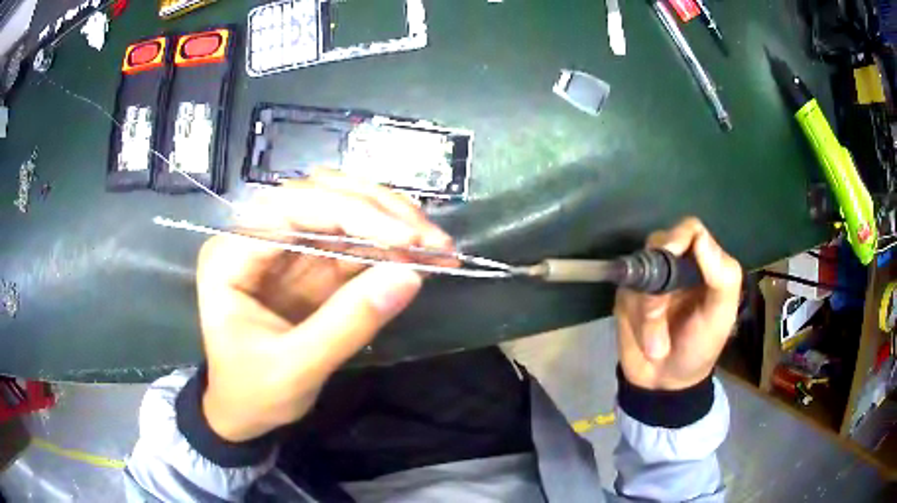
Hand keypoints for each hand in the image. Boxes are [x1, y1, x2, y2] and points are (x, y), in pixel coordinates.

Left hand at [197, 171, 453, 441]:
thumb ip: (349, 323)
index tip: (408, 238)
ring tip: (435, 245)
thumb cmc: (251, 394)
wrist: (239, 411)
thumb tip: (411, 275)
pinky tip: (418, 255)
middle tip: (434, 240)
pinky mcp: (306, 261)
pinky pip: (350, 238)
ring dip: (390, 220)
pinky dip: (387, 243)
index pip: (293, 207)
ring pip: (340, 207)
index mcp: (232, 255)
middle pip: (319, 195)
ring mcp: (283, 246)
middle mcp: (255, 236)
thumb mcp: (296, 370)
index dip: (354, 213)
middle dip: (380, 211)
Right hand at [614, 217, 741, 390]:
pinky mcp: (627, 295)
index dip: (678, 236)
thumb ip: (722, 277)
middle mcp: (676, 264)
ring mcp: (650, 279)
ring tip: (656, 345)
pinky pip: (624, 293)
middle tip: (661, 318)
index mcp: (703, 264)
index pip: (689, 230)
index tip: (670, 254)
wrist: (665, 383)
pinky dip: (636, 321)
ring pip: (639, 274)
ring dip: (646, 314)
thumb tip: (700, 237)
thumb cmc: (701, 347)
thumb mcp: (721, 315)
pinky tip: (645, 340)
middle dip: (659, 288)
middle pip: (658, 246)